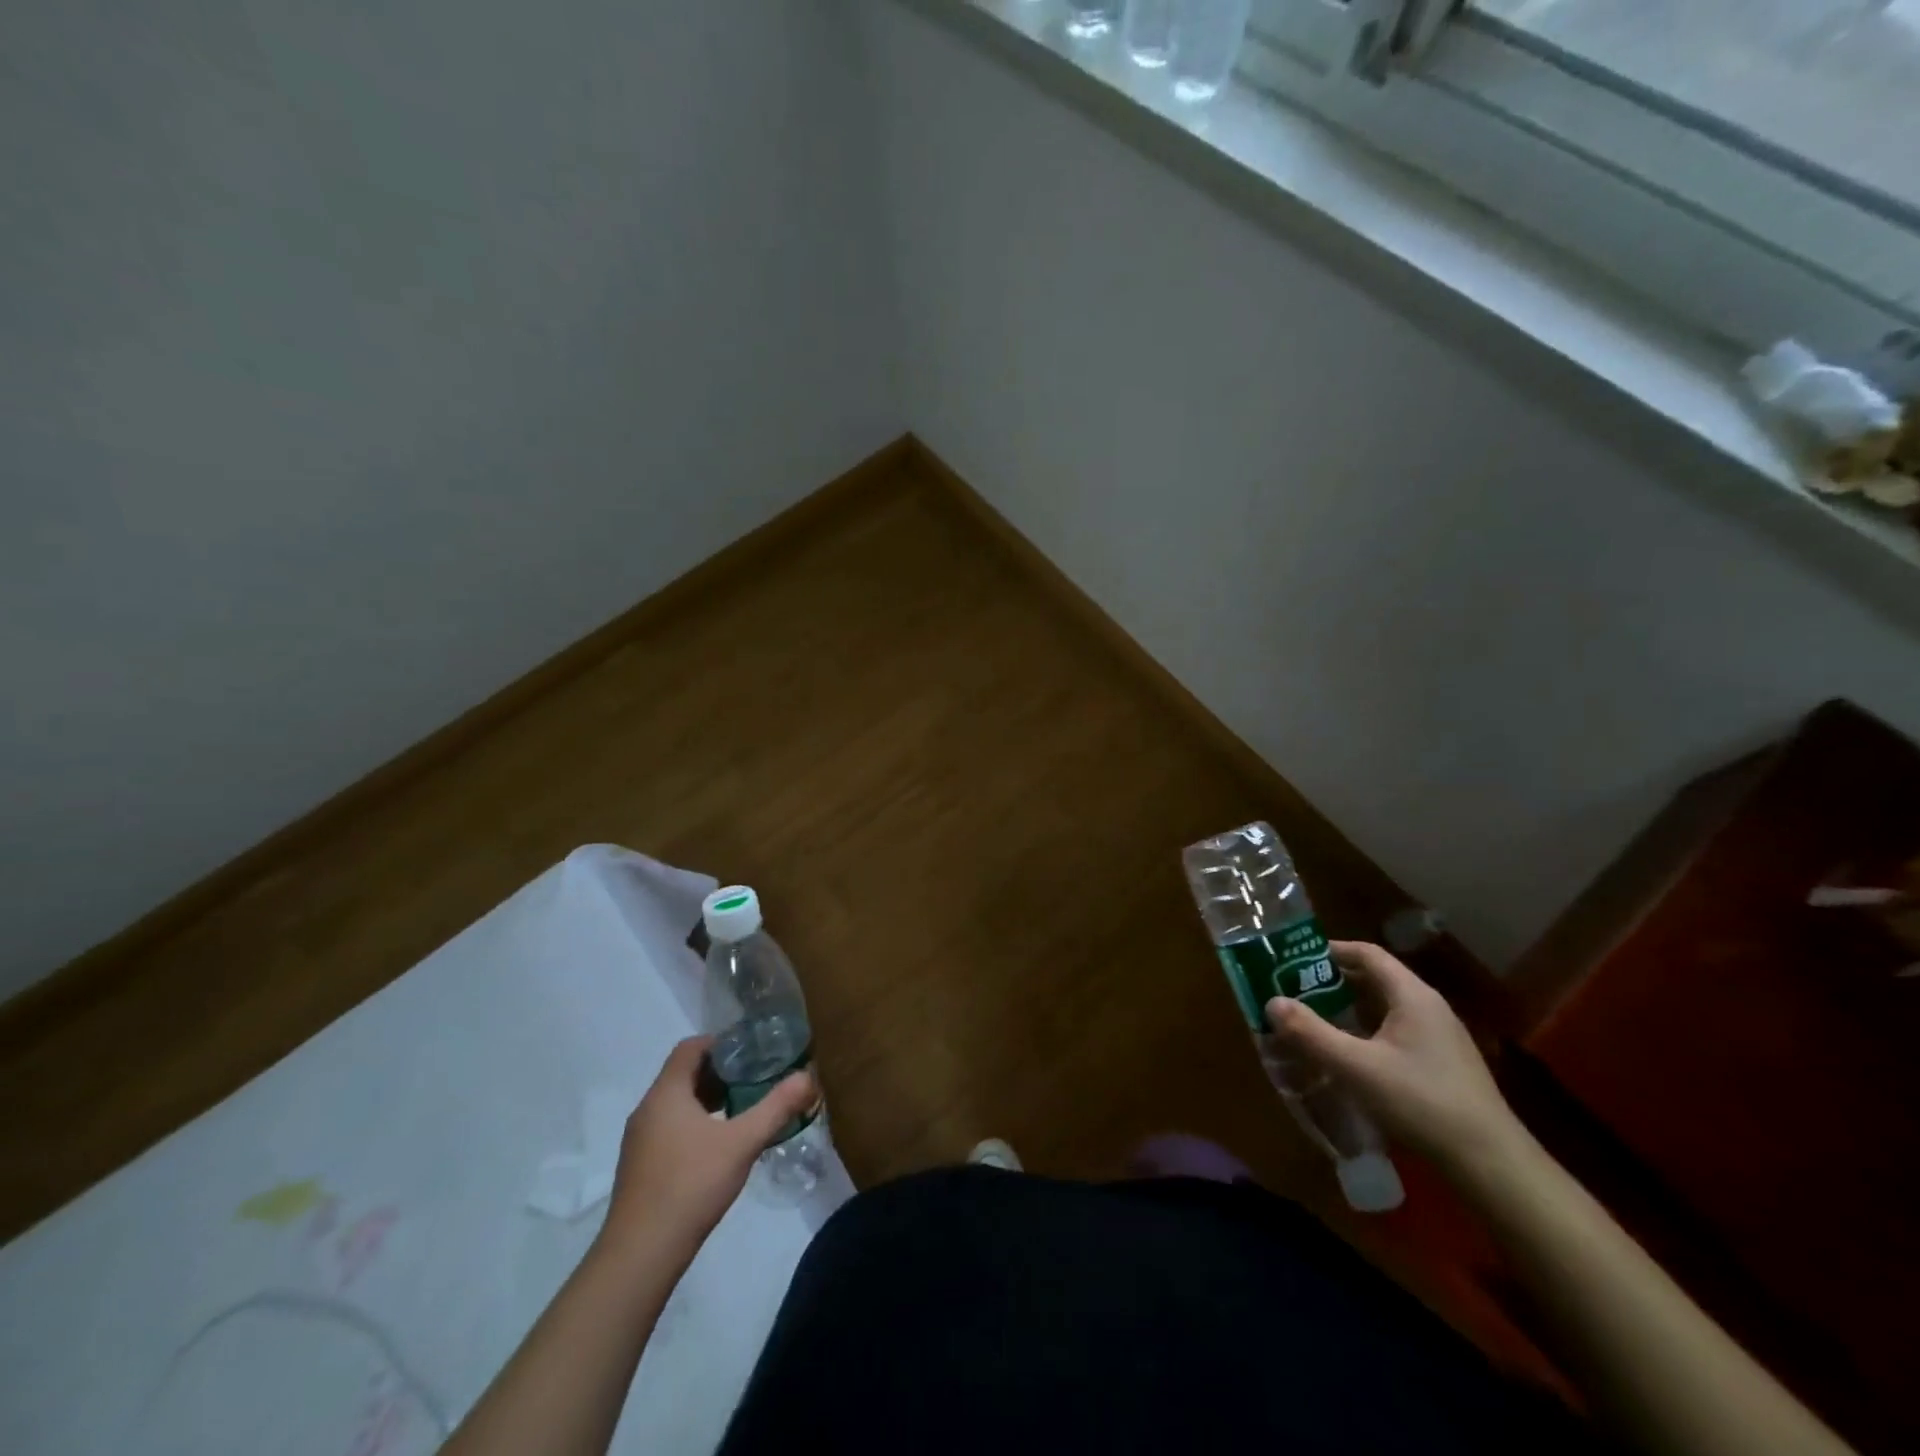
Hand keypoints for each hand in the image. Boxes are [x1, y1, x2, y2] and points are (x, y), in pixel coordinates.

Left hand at [598, 1037, 816, 1262]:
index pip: (689, 1047)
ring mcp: (639, 1140)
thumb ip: (776, 1107)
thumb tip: (808, 1077)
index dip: (720, 1043)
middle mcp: (647, 1109)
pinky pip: (668, 1128)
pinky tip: (718, 1147)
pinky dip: (694, 1124)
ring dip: (707, 1100)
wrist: (640, 1255)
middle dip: (719, 1073)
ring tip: (741, 1109)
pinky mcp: (639, 1167)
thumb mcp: (742, 1143)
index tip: (750, 1051)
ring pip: (676, 1103)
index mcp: (666, 1093)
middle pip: (683, 1074)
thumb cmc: (691, 1185)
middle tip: (754, 1079)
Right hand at [1264, 941, 1524, 1176]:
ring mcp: (1439, 1037)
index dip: (1329, 950)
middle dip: (1331, 981)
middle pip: (1374, 978)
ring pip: (1384, 1007)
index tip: (1293, 959)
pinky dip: (1365, 1031)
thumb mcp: (1356, 1067)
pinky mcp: (1442, 1064)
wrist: (1492, 1164)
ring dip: (1347, 1008)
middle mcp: (1428, 1007)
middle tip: (1293, 990)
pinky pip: (1395, 1031)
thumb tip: (1271, 1002)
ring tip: (1311, 1020)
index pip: (1367, 953)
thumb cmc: (1422, 1102)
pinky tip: (1347, 1055)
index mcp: (1411, 995)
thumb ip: (1310, 1033)